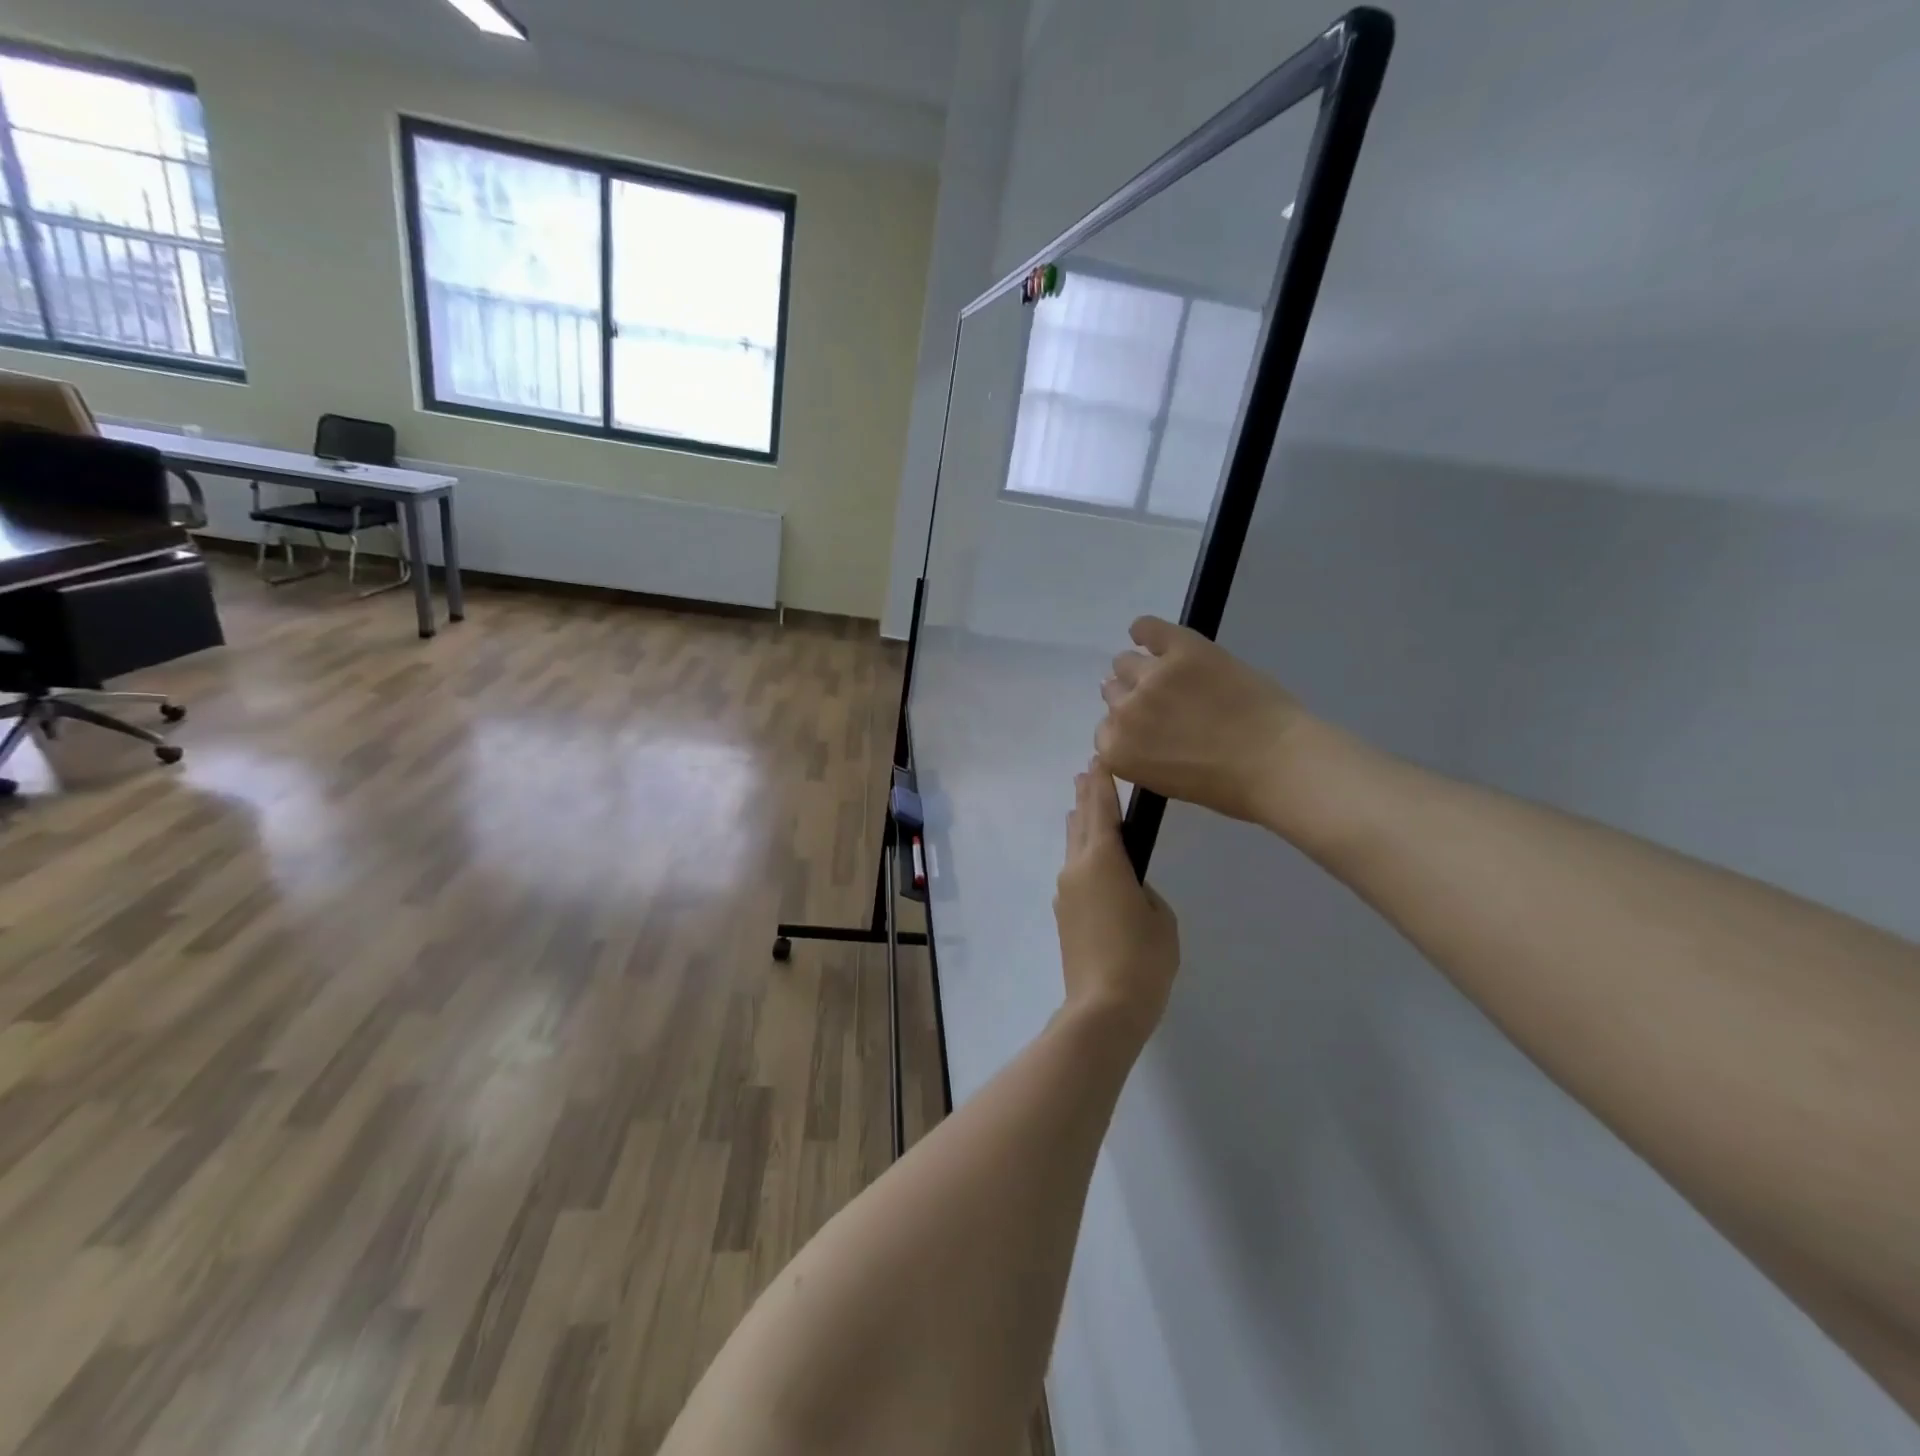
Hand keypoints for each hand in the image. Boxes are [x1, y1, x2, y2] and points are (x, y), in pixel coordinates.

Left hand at [1054, 759, 1179, 1045]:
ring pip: (1072, 847)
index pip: (1102, 810)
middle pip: (1080, 823)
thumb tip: (1127, 887)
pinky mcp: (1063, 914)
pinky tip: (1088, 858)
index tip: (1099, 761)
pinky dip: (1080, 854)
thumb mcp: (1159, 917)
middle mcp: (1076, 868)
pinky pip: (1073, 871)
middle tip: (1087, 773)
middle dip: (1085, 797)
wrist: (1104, 1007)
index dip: (1102, 784)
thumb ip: (1143, 890)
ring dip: (1079, 825)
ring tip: (1083, 807)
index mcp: (1103, 860)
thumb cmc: (1142, 958)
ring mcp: (1065, 892)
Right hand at [1096, 616, 1304, 827]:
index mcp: (1118, 752)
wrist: (1278, 763)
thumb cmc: (1227, 787)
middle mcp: (1124, 712)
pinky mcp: (1182, 649)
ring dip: (1140, 669)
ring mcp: (1152, 677)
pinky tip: (1151, 636)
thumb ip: (1140, 753)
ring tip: (1170, 676)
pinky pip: (1147, 628)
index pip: (1105, 730)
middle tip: (1164, 704)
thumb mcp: (1166, 782)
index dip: (1129, 728)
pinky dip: (1145, 631)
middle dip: (1133, 698)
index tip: (1149, 730)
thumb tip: (1135, 730)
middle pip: (1112, 693)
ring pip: (1125, 662)